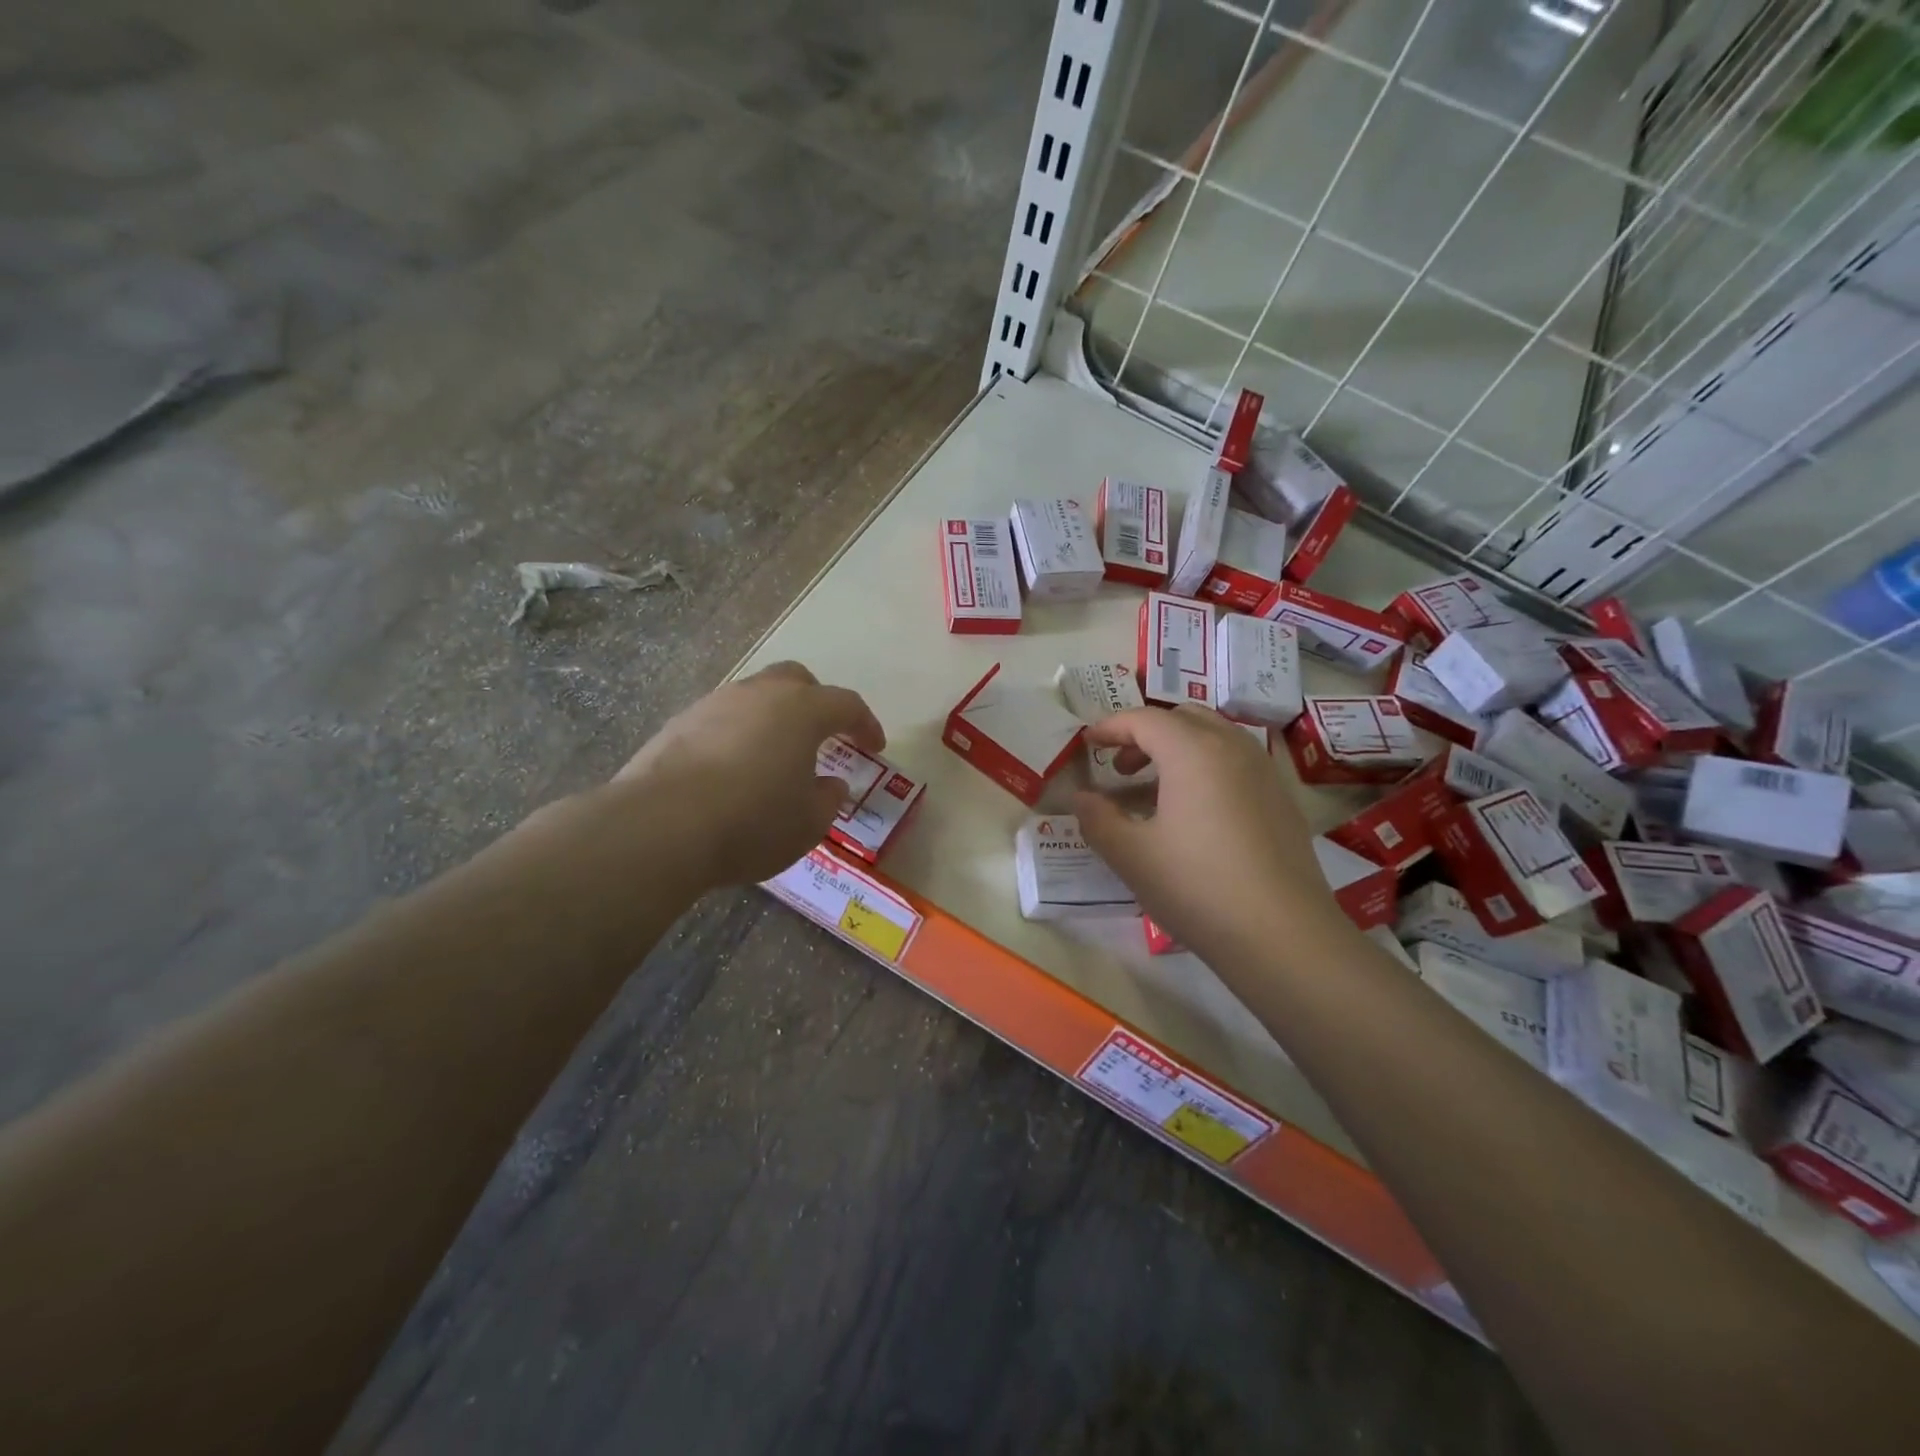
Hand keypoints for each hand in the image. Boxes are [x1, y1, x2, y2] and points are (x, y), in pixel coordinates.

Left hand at [612, 661, 884, 886]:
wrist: (661, 826)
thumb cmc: (753, 822)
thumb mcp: (808, 823)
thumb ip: (827, 799)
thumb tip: (830, 783)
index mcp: (802, 711)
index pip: (846, 704)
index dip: (865, 724)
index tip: (874, 746)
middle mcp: (759, 694)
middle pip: (797, 680)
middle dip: (816, 703)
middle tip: (824, 735)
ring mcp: (713, 704)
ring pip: (754, 697)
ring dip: (772, 719)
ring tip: (774, 757)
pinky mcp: (678, 724)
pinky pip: (720, 720)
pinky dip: (736, 736)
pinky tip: (731, 770)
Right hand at [1073, 707, 1343, 962]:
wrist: (1284, 935)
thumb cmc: (1197, 887)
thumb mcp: (1131, 855)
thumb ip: (1097, 819)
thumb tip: (1082, 798)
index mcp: (1193, 751)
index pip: (1144, 719)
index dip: (1111, 727)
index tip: (1088, 743)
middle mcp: (1233, 748)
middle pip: (1183, 719)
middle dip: (1146, 734)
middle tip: (1121, 768)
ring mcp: (1264, 772)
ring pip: (1215, 738)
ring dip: (1178, 749)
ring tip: (1155, 790)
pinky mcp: (1282, 800)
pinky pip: (1236, 763)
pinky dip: (1206, 768)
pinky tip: (1195, 814)